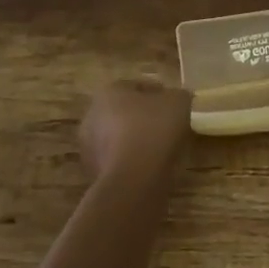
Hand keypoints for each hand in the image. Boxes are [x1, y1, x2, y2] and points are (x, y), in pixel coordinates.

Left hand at [79, 79, 193, 184]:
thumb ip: (178, 95)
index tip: (176, 105)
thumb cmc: (153, 130)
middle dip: (145, 117)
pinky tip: (152, 167)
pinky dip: (133, 161)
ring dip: (138, 141)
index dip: (160, 93)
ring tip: (164, 149)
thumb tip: (177, 100)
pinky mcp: (95, 174)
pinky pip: (120, 160)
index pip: (137, 86)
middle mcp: (92, 116)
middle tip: (170, 126)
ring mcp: (90, 148)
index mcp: (108, 92)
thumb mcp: (179, 102)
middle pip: (126, 112)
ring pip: (121, 138)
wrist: (133, 181)